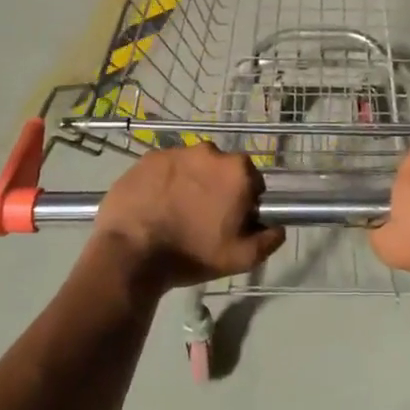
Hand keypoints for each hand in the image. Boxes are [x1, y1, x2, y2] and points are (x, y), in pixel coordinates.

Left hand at [94, 144, 284, 286]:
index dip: (243, 202)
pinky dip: (163, 183)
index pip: (252, 181)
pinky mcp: (147, 158)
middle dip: (216, 188)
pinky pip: (164, 169)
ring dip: (189, 183)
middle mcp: (209, 151)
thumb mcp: (242, 258)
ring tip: (174, 213)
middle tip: (202, 218)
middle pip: (221, 170)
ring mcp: (175, 152)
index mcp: (237, 170)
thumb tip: (278, 226)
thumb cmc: (192, 253)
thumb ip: (269, 239)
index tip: (230, 221)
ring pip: (192, 167)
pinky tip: (154, 206)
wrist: (131, 253)